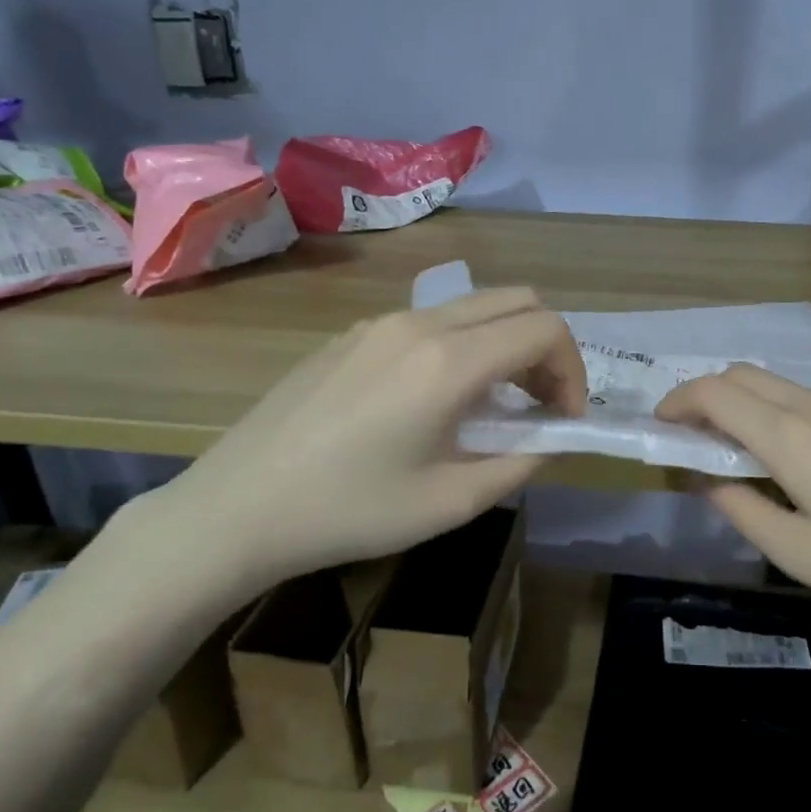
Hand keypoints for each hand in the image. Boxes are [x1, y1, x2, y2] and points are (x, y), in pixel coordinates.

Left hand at [157, 289, 584, 596]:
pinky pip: (430, 321)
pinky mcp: (352, 335)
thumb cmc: (351, 512)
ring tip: (492, 405)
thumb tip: (549, 438)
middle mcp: (419, 323)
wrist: (238, 508)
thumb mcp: (451, 502)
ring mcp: (380, 323)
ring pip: (473, 306)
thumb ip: (520, 461)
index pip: (545, 329)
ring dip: (504, 344)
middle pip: (516, 300)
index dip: (572, 371)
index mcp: (448, 361)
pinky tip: (434, 401)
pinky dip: (462, 346)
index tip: (564, 419)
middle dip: (546, 349)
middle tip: (539, 405)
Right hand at [656, 366, 810, 643]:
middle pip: (746, 376)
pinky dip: (786, 413)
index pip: (716, 393)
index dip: (679, 401)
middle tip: (695, 438)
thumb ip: (744, 510)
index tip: (662, 426)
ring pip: (783, 386)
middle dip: (708, 396)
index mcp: (794, 438)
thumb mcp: (802, 555)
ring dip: (748, 405)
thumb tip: (710, 480)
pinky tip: (805, 459)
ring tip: (746, 454)